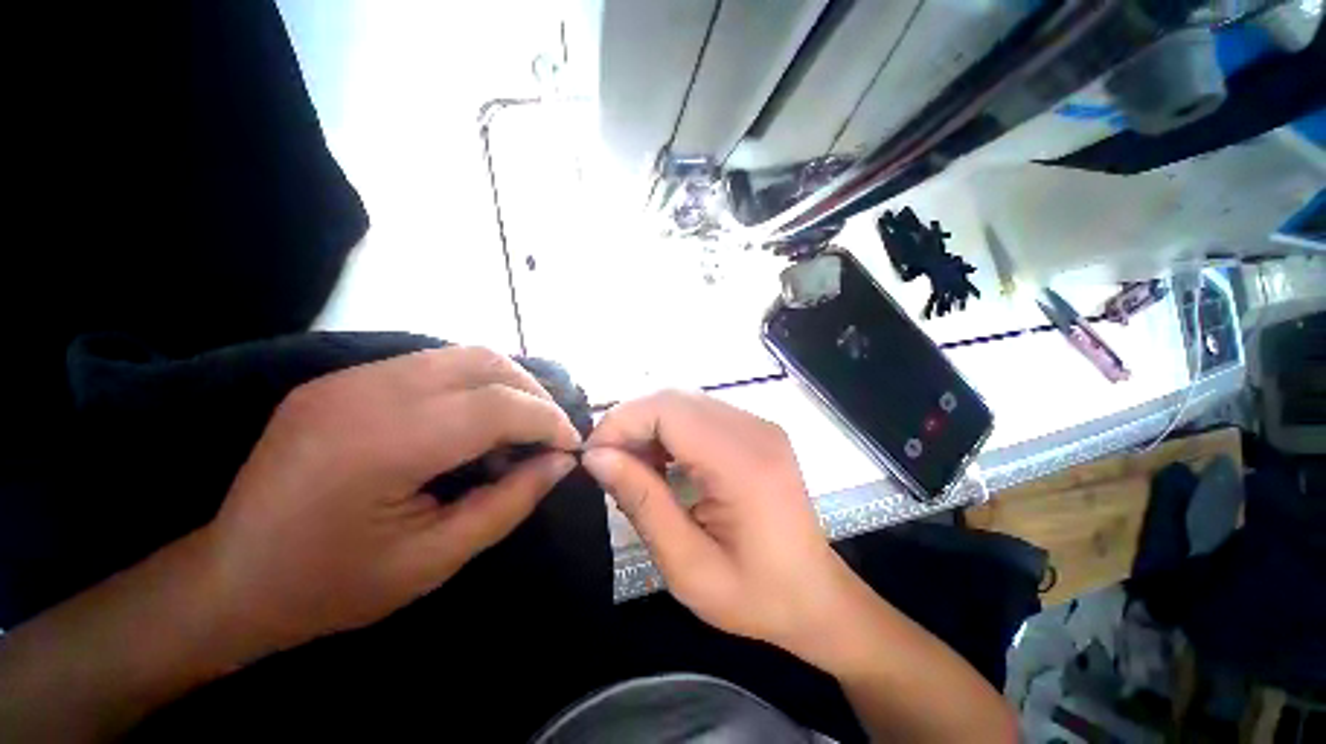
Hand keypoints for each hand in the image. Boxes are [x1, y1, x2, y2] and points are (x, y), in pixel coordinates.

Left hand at [204, 346, 580, 651]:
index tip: (569, 446)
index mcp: (384, 444)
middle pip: (485, 362)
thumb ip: (510, 501)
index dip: (547, 421)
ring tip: (516, 430)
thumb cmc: (332, 586)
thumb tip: (561, 461)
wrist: (229, 579)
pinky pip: (432, 366)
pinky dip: (472, 387)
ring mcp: (349, 376)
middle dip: (533, 394)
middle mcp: (366, 391)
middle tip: (548, 433)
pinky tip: (471, 425)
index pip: (497, 405)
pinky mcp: (343, 378)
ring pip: (462, 356)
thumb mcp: (436, 559)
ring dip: (505, 387)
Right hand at [582, 390, 858, 660]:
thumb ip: (642, 503)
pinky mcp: (756, 429)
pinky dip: (670, 430)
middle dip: (631, 422)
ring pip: (684, 401)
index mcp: (744, 463)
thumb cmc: (755, 595)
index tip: (594, 457)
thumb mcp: (688, 566)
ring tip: (633, 466)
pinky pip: (699, 413)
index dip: (622, 422)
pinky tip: (662, 462)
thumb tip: (597, 457)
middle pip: (674, 398)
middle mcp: (754, 429)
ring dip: (649, 425)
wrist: (815, 595)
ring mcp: (759, 425)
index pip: (668, 410)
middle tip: (608, 464)